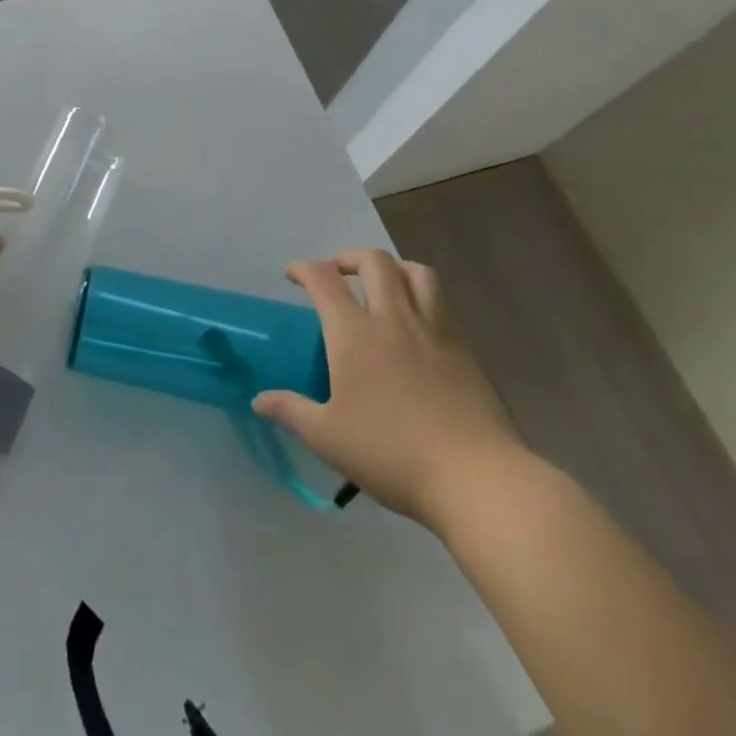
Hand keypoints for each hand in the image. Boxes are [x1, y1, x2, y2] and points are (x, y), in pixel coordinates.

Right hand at [252, 250, 523, 532]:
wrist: (476, 478)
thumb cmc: (392, 454)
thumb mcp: (328, 438)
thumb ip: (291, 411)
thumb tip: (258, 400)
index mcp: (354, 334)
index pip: (324, 280)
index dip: (304, 268)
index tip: (292, 275)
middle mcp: (393, 319)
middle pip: (374, 261)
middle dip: (349, 257)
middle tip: (336, 273)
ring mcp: (433, 331)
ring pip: (416, 272)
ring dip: (393, 267)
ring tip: (382, 283)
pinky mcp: (463, 350)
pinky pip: (440, 303)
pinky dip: (421, 295)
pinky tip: (414, 325)